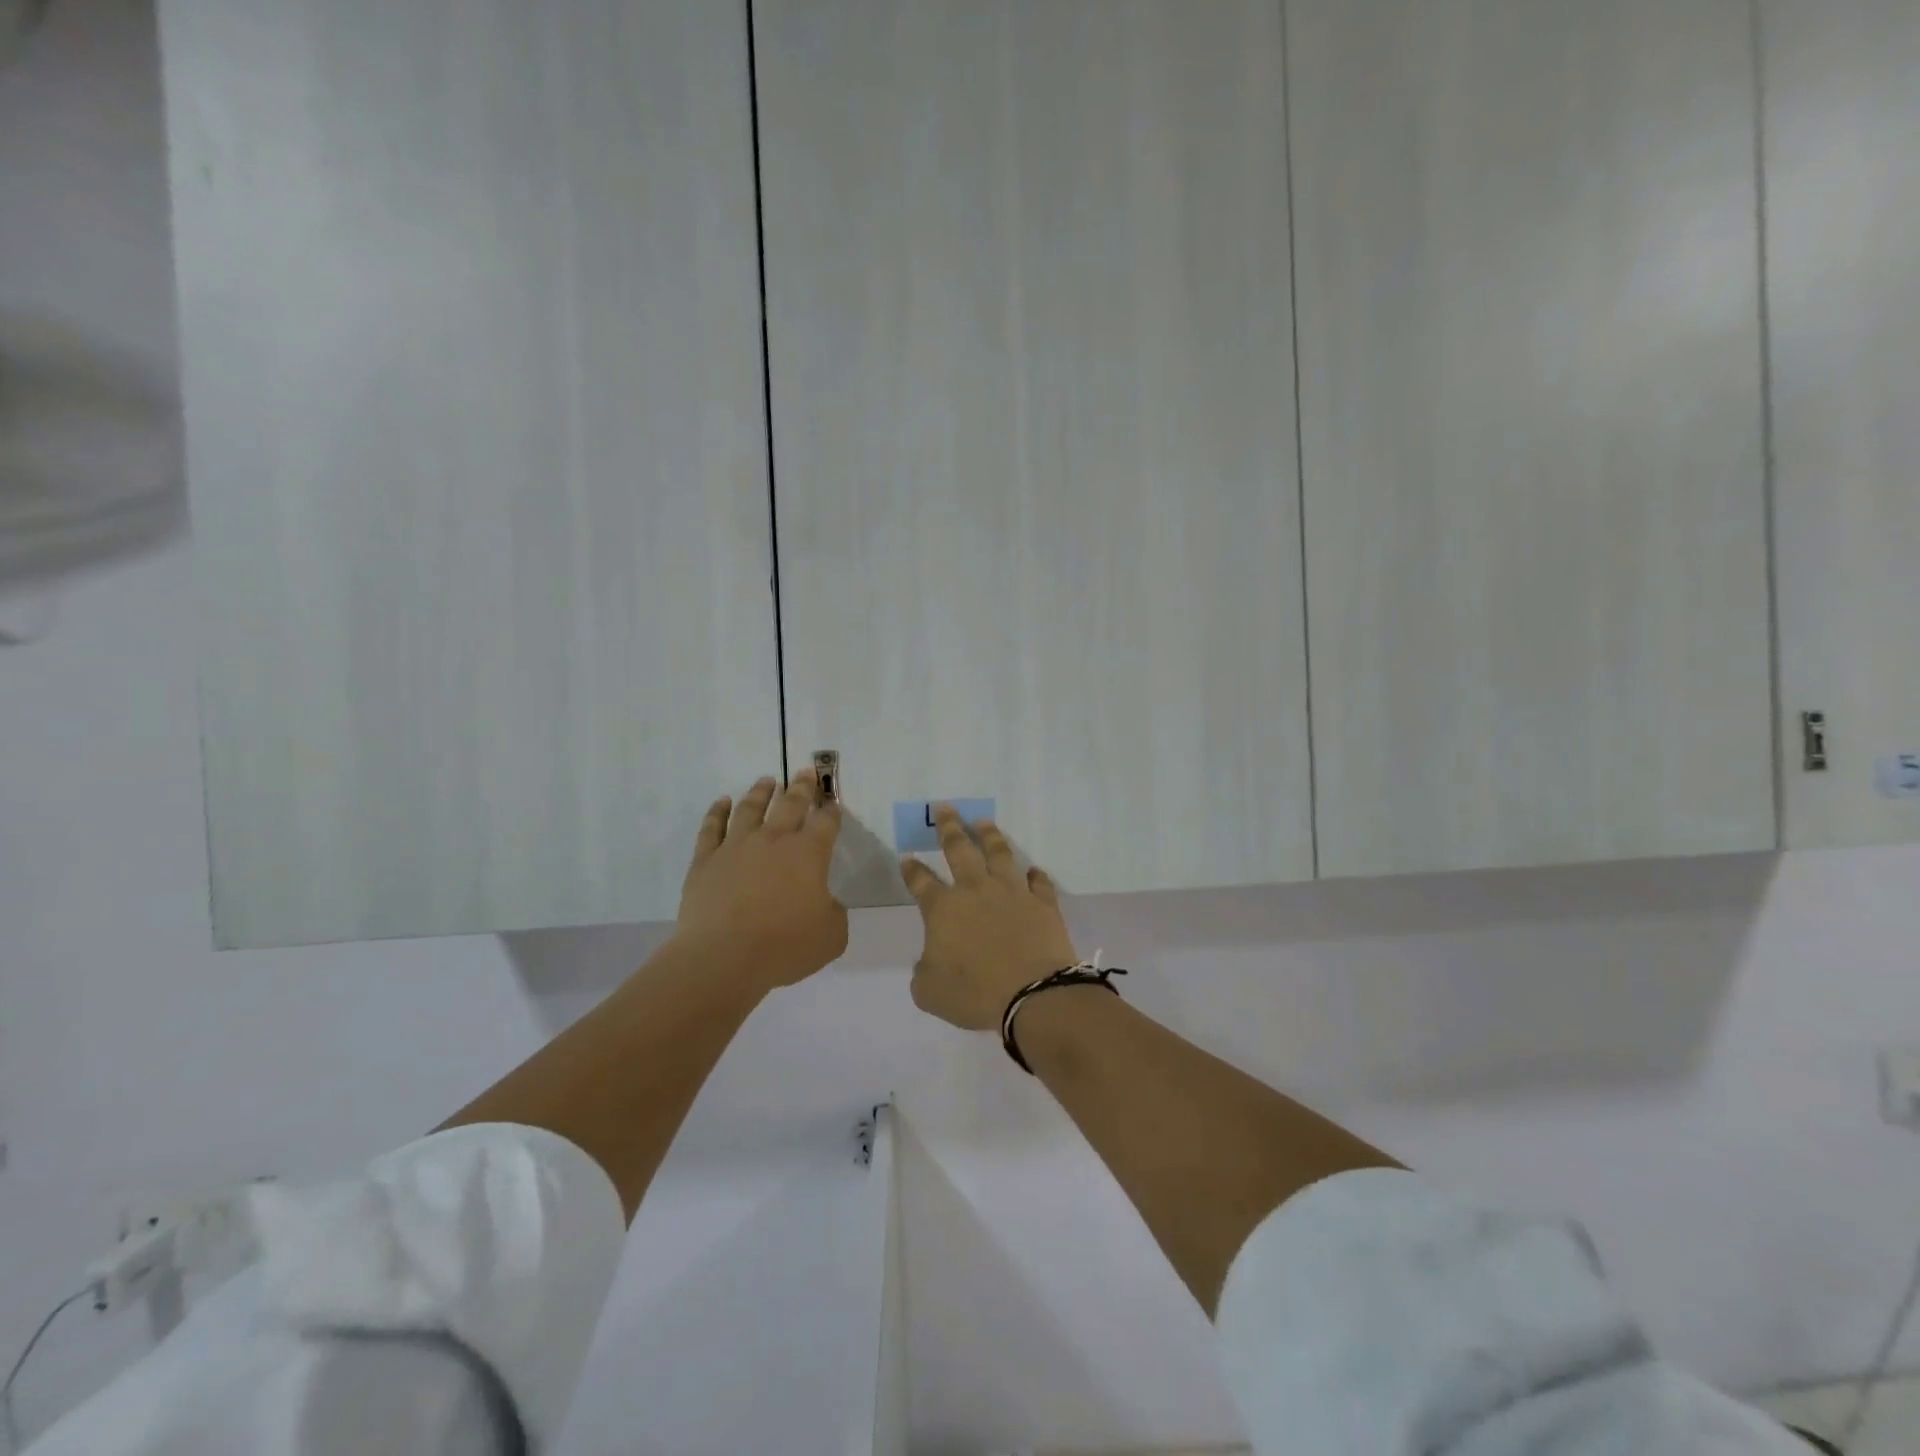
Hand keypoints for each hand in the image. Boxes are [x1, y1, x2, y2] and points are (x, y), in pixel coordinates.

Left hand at [676, 771, 847, 990]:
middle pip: (791, 804)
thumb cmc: (785, 946)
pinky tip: (723, 802)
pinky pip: (712, 827)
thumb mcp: (831, 936)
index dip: (832, 810)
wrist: (724, 957)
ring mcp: (737, 846)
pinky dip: (718, 811)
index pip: (826, 822)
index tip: (834, 803)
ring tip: (767, 781)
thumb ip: (835, 914)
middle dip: (801, 787)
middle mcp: (774, 840)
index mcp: (809, 854)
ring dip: (761, 791)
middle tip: (806, 772)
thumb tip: (827, 903)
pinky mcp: (706, 860)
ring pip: (751, 808)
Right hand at [903, 805, 1077, 1030]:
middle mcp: (975, 890)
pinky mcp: (1043, 903)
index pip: (921, 882)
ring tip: (984, 822)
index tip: (907, 858)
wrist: (1032, 994)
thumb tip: (927, 961)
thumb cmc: (974, 994)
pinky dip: (1036, 875)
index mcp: (943, 909)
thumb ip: (923, 972)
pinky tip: (1034, 870)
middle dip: (949, 827)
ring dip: (990, 836)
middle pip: (959, 849)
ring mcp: (1012, 892)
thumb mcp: (929, 992)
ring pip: (999, 853)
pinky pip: (1039, 882)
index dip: (912, 869)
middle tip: (945, 807)